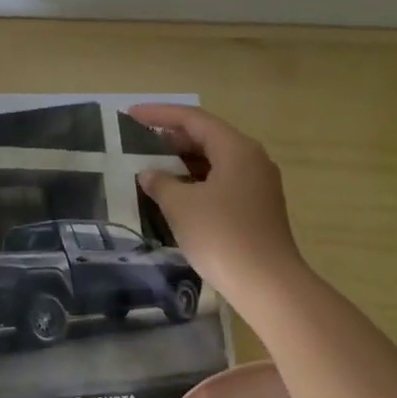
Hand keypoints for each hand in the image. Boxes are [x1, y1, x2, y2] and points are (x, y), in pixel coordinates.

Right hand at [128, 103, 308, 299]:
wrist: (266, 282)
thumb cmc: (221, 235)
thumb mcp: (181, 205)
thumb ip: (161, 183)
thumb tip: (150, 173)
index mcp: (236, 149)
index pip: (194, 119)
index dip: (160, 115)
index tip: (130, 115)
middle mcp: (251, 160)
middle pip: (207, 137)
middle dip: (171, 137)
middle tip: (137, 141)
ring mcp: (256, 185)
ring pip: (213, 161)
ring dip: (181, 161)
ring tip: (150, 166)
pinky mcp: (255, 208)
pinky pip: (219, 182)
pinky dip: (194, 181)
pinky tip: (173, 194)